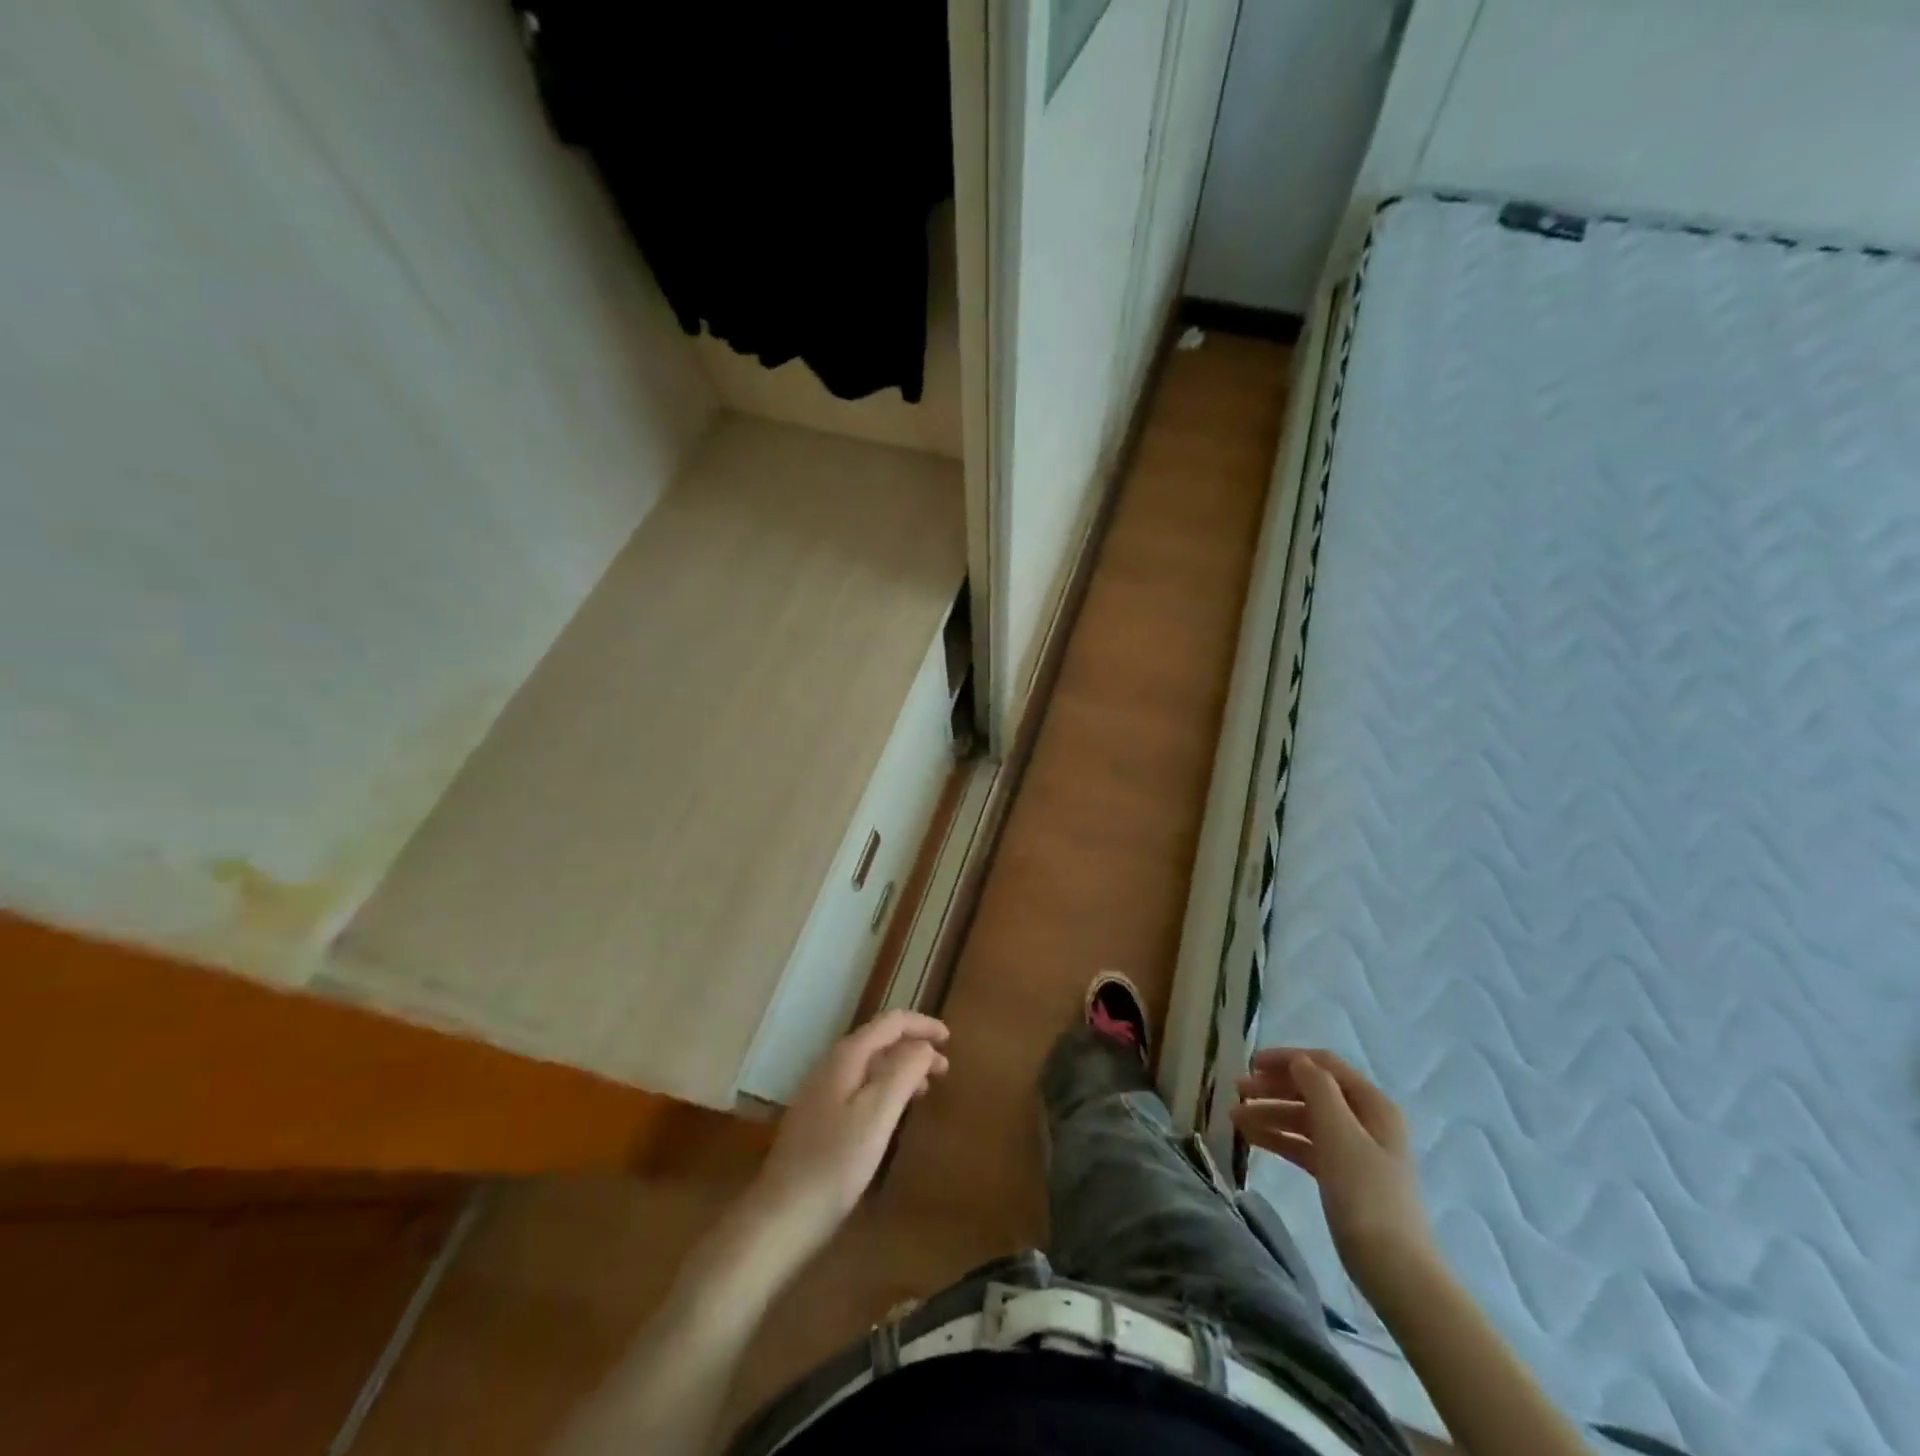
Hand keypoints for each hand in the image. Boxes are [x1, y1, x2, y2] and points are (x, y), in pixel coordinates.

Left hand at [749, 1011, 949, 1251]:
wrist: (782, 1214)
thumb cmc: (836, 1162)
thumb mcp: (878, 1113)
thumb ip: (903, 1071)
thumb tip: (925, 1045)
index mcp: (847, 1057)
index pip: (890, 1023)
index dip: (922, 1024)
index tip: (950, 1039)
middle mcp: (832, 1065)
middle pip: (879, 1040)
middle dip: (914, 1047)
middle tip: (944, 1069)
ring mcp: (822, 1091)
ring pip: (870, 1065)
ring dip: (901, 1068)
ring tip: (925, 1090)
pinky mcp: (819, 1117)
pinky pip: (860, 1086)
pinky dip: (885, 1087)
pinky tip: (892, 1113)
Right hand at [1231, 1047, 1434, 1294]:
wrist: (1394, 1269)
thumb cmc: (1366, 1194)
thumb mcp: (1339, 1133)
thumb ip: (1317, 1088)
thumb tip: (1298, 1061)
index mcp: (1372, 1104)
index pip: (1323, 1065)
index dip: (1286, 1059)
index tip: (1250, 1064)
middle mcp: (1365, 1121)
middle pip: (1312, 1090)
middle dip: (1273, 1088)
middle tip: (1237, 1092)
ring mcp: (1354, 1150)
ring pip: (1305, 1119)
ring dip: (1271, 1114)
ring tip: (1235, 1119)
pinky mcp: (1342, 1177)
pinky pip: (1305, 1146)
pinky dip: (1279, 1139)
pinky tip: (1252, 1139)